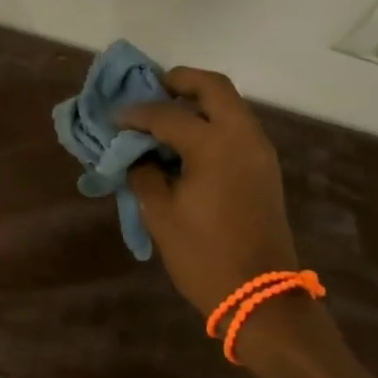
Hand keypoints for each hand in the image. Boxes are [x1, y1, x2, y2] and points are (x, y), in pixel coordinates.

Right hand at [118, 67, 301, 320]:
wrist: (260, 296)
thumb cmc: (204, 255)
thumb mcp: (160, 214)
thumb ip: (144, 173)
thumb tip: (136, 153)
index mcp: (215, 144)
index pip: (167, 115)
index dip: (136, 114)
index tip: (113, 119)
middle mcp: (242, 136)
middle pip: (213, 87)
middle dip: (180, 81)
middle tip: (152, 91)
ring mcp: (259, 150)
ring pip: (230, 104)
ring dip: (199, 100)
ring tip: (165, 115)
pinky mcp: (264, 166)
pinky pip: (237, 125)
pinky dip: (212, 120)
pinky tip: (187, 140)